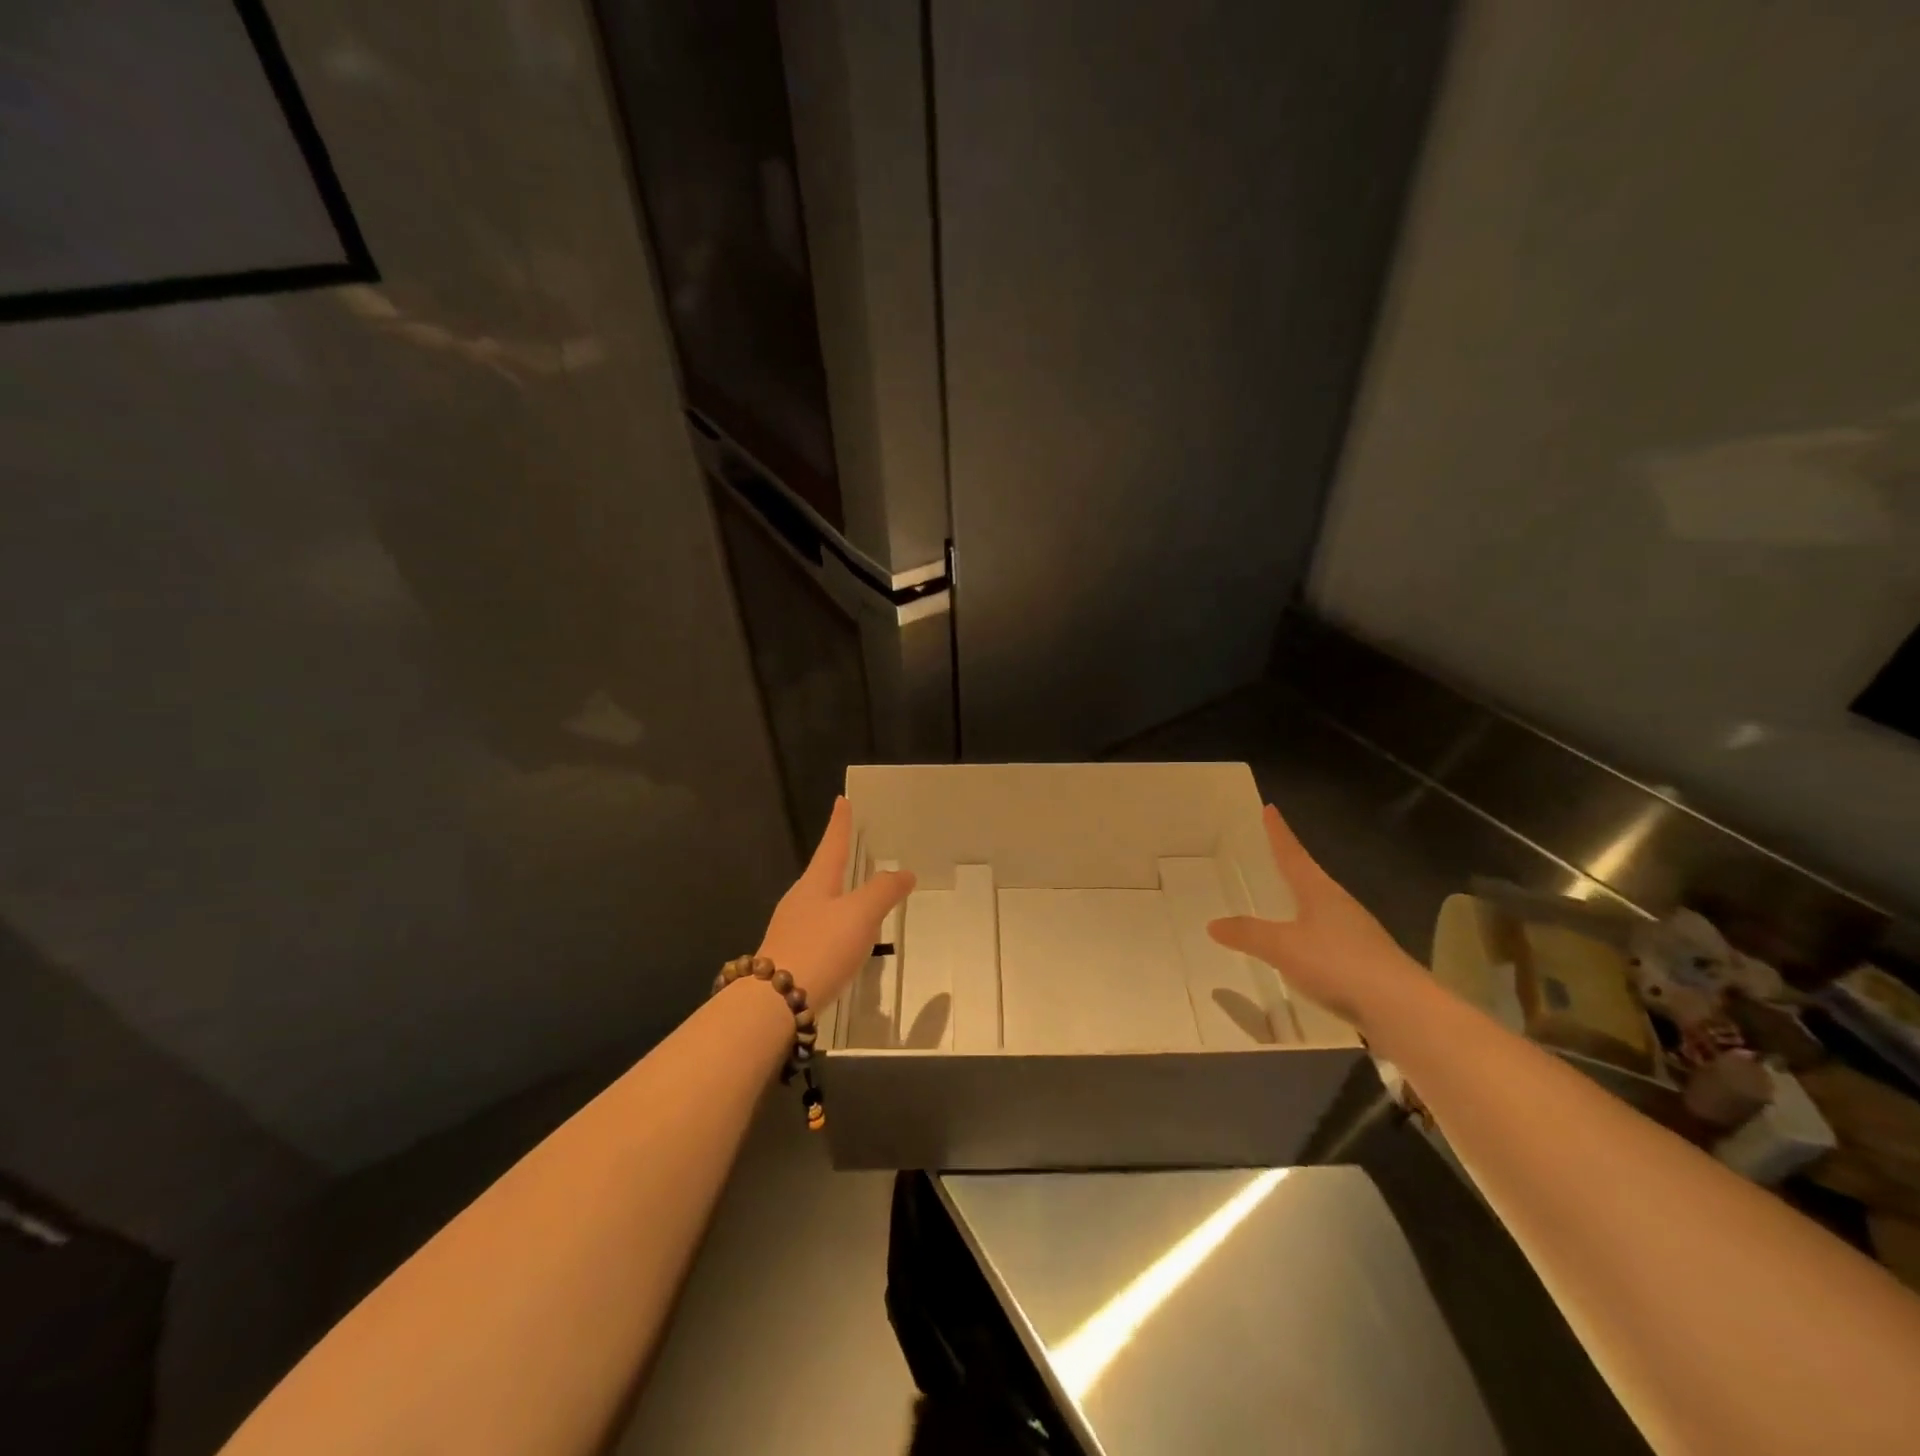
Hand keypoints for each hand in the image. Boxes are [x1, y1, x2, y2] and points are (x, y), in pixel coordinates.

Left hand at [757, 797, 915, 1006]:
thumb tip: (904, 872)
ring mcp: (791, 928)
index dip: (840, 823)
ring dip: (838, 895)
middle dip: (838, 860)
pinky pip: (818, 930)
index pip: (832, 844)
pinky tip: (844, 941)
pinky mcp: (790, 956)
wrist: (774, 1003)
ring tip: (858, 896)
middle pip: (823, 873)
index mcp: (815, 883)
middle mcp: (799, 900)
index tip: (841, 801)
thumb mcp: (860, 915)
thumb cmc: (820, 947)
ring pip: (820, 902)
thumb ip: (883, 891)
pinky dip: (834, 926)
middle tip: (854, 848)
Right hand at [1207, 803, 1420, 1031]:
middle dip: (1292, 865)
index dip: (1279, 834)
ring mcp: (1357, 934)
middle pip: (1311, 878)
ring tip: (1285, 899)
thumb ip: (1249, 934)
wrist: (1401, 1009)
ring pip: (1322, 907)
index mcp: (1320, 891)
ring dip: (1303, 900)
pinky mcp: (1366, 962)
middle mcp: (1340, 905)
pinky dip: (1311, 933)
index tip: (1270, 809)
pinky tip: (1305, 949)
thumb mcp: (1283, 947)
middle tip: (1272, 853)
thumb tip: (1213, 924)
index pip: (1293, 855)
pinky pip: (1329, 937)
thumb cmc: (1338, 963)